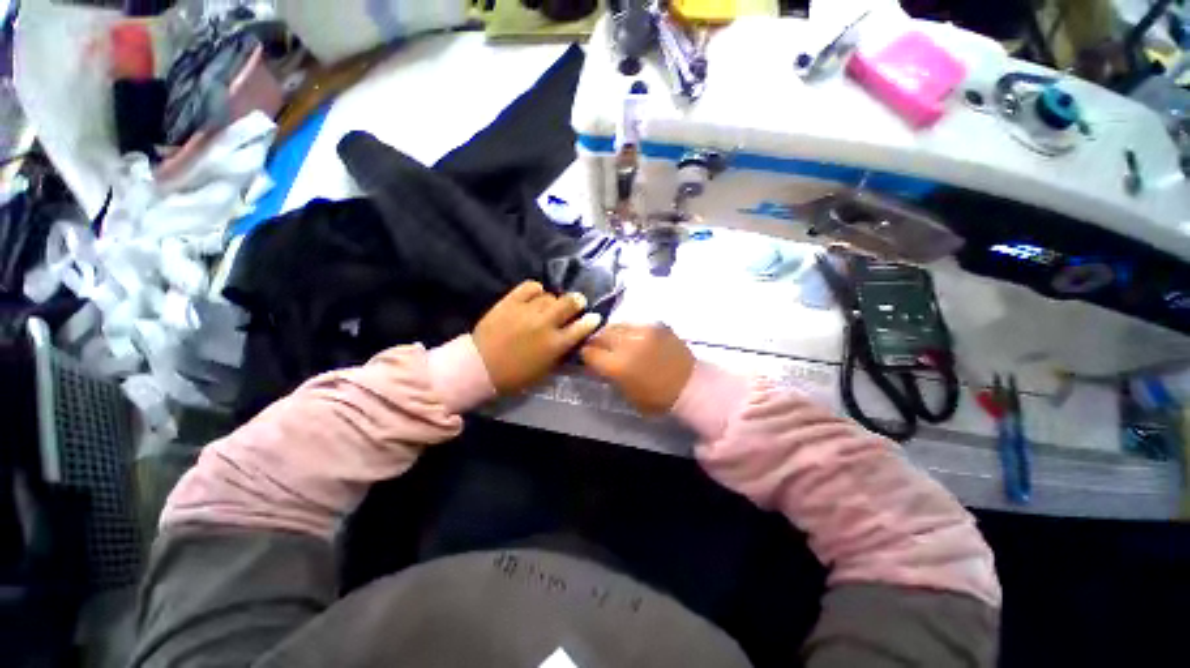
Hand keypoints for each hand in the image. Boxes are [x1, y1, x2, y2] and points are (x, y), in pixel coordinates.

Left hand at [473, 281, 601, 394]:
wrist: (480, 367)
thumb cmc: (515, 376)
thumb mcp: (545, 370)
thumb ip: (560, 353)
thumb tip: (570, 339)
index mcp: (555, 344)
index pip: (581, 327)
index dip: (591, 321)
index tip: (594, 317)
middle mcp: (545, 324)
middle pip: (569, 303)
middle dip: (577, 301)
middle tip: (577, 302)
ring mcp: (527, 311)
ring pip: (549, 296)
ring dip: (553, 300)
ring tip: (549, 304)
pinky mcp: (510, 302)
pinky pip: (529, 287)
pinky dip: (536, 290)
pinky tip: (535, 295)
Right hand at [580, 324, 694, 414]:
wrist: (692, 387)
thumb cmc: (657, 399)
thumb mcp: (626, 394)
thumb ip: (608, 376)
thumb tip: (595, 364)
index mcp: (617, 365)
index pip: (590, 352)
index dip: (585, 354)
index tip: (587, 356)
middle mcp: (627, 343)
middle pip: (601, 335)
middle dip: (596, 341)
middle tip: (598, 347)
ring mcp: (643, 331)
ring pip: (616, 325)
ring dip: (611, 333)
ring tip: (614, 340)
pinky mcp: (657, 325)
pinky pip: (635, 323)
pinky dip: (629, 330)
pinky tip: (633, 337)